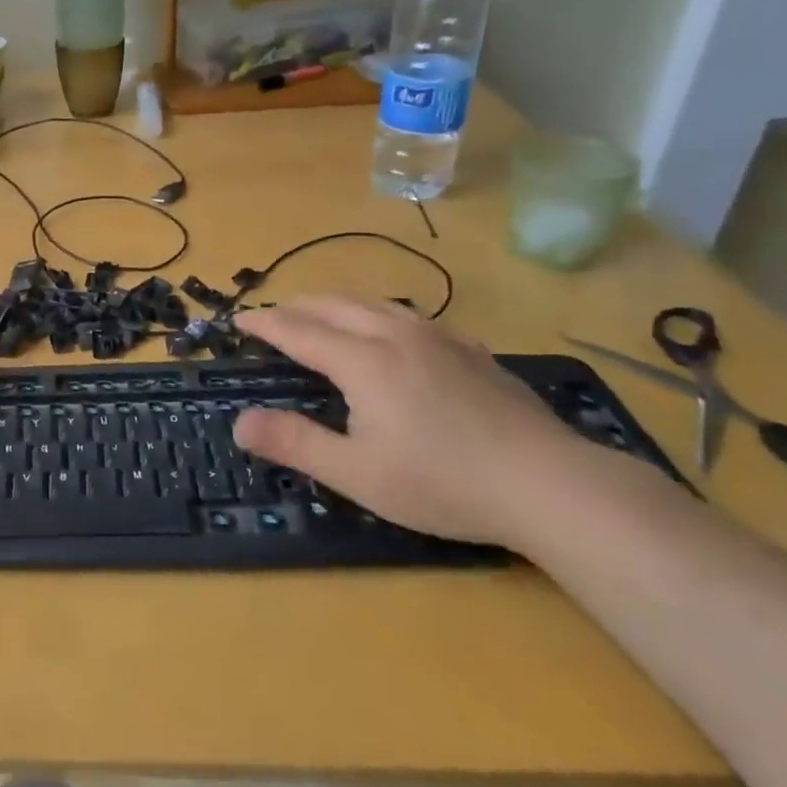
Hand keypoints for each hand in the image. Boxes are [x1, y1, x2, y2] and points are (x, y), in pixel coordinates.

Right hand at [230, 296, 586, 548]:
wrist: (549, 483)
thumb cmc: (442, 482)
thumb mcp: (356, 473)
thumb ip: (294, 443)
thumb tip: (239, 422)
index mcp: (362, 361)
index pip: (298, 330)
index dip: (264, 323)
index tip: (237, 319)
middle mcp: (395, 335)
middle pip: (333, 305)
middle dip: (295, 306)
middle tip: (272, 318)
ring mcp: (439, 338)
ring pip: (374, 303)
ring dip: (335, 303)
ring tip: (320, 315)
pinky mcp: (471, 350)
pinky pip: (411, 316)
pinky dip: (379, 314)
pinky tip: (391, 332)